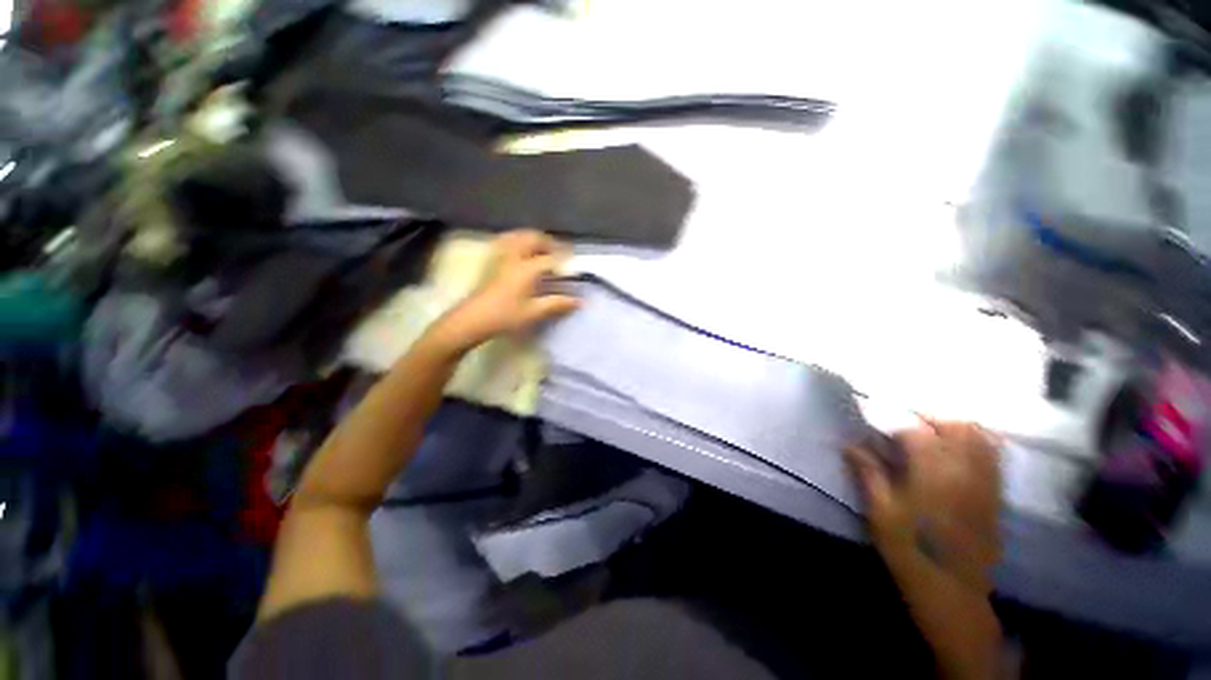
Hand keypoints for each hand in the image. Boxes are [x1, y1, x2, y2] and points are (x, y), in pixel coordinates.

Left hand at [431, 230, 579, 353]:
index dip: (565, 259)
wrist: (473, 318)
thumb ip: (557, 303)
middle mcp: (515, 256)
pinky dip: (518, 240)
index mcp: (527, 269)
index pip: (551, 258)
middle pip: (535, 238)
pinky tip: (522, 250)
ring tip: (543, 251)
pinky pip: (507, 240)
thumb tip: (579, 301)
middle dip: (550, 243)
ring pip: (519, 236)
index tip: (575, 264)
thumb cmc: (505, 316)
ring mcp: (501, 256)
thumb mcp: (534, 312)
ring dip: (534, 239)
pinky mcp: (492, 260)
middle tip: (559, 255)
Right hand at [847, 420, 1000, 593]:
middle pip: (955, 426)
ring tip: (930, 434)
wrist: (952, 591)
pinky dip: (977, 443)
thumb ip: (869, 473)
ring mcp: (985, 482)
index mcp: (933, 474)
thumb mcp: (880, 512)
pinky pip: (994, 456)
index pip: (916, 432)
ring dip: (953, 428)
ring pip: (980, 437)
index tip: (877, 427)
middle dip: (928, 419)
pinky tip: (958, 449)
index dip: (894, 424)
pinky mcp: (995, 494)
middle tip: (904, 427)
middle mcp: (966, 471)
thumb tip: (850, 445)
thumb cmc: (909, 550)